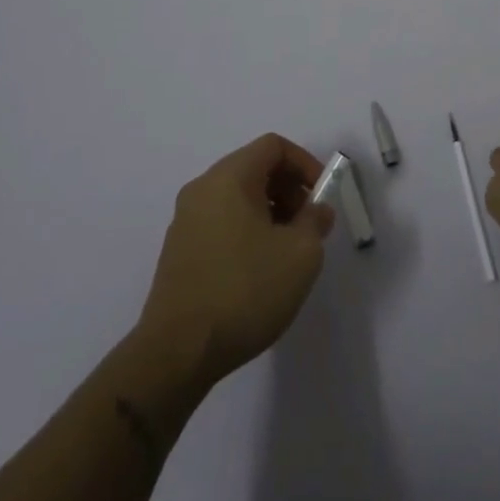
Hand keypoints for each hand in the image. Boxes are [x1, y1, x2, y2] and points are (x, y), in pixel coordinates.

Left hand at [137, 134, 334, 387]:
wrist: (177, 353)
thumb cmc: (245, 291)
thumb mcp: (301, 254)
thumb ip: (316, 221)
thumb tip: (316, 210)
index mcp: (229, 177)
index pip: (273, 146)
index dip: (305, 163)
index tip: (322, 196)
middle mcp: (202, 189)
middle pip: (254, 168)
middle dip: (288, 189)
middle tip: (309, 224)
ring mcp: (185, 221)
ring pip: (237, 197)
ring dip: (269, 212)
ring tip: (287, 251)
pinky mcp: (178, 251)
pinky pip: (221, 222)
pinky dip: (247, 230)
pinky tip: (259, 271)